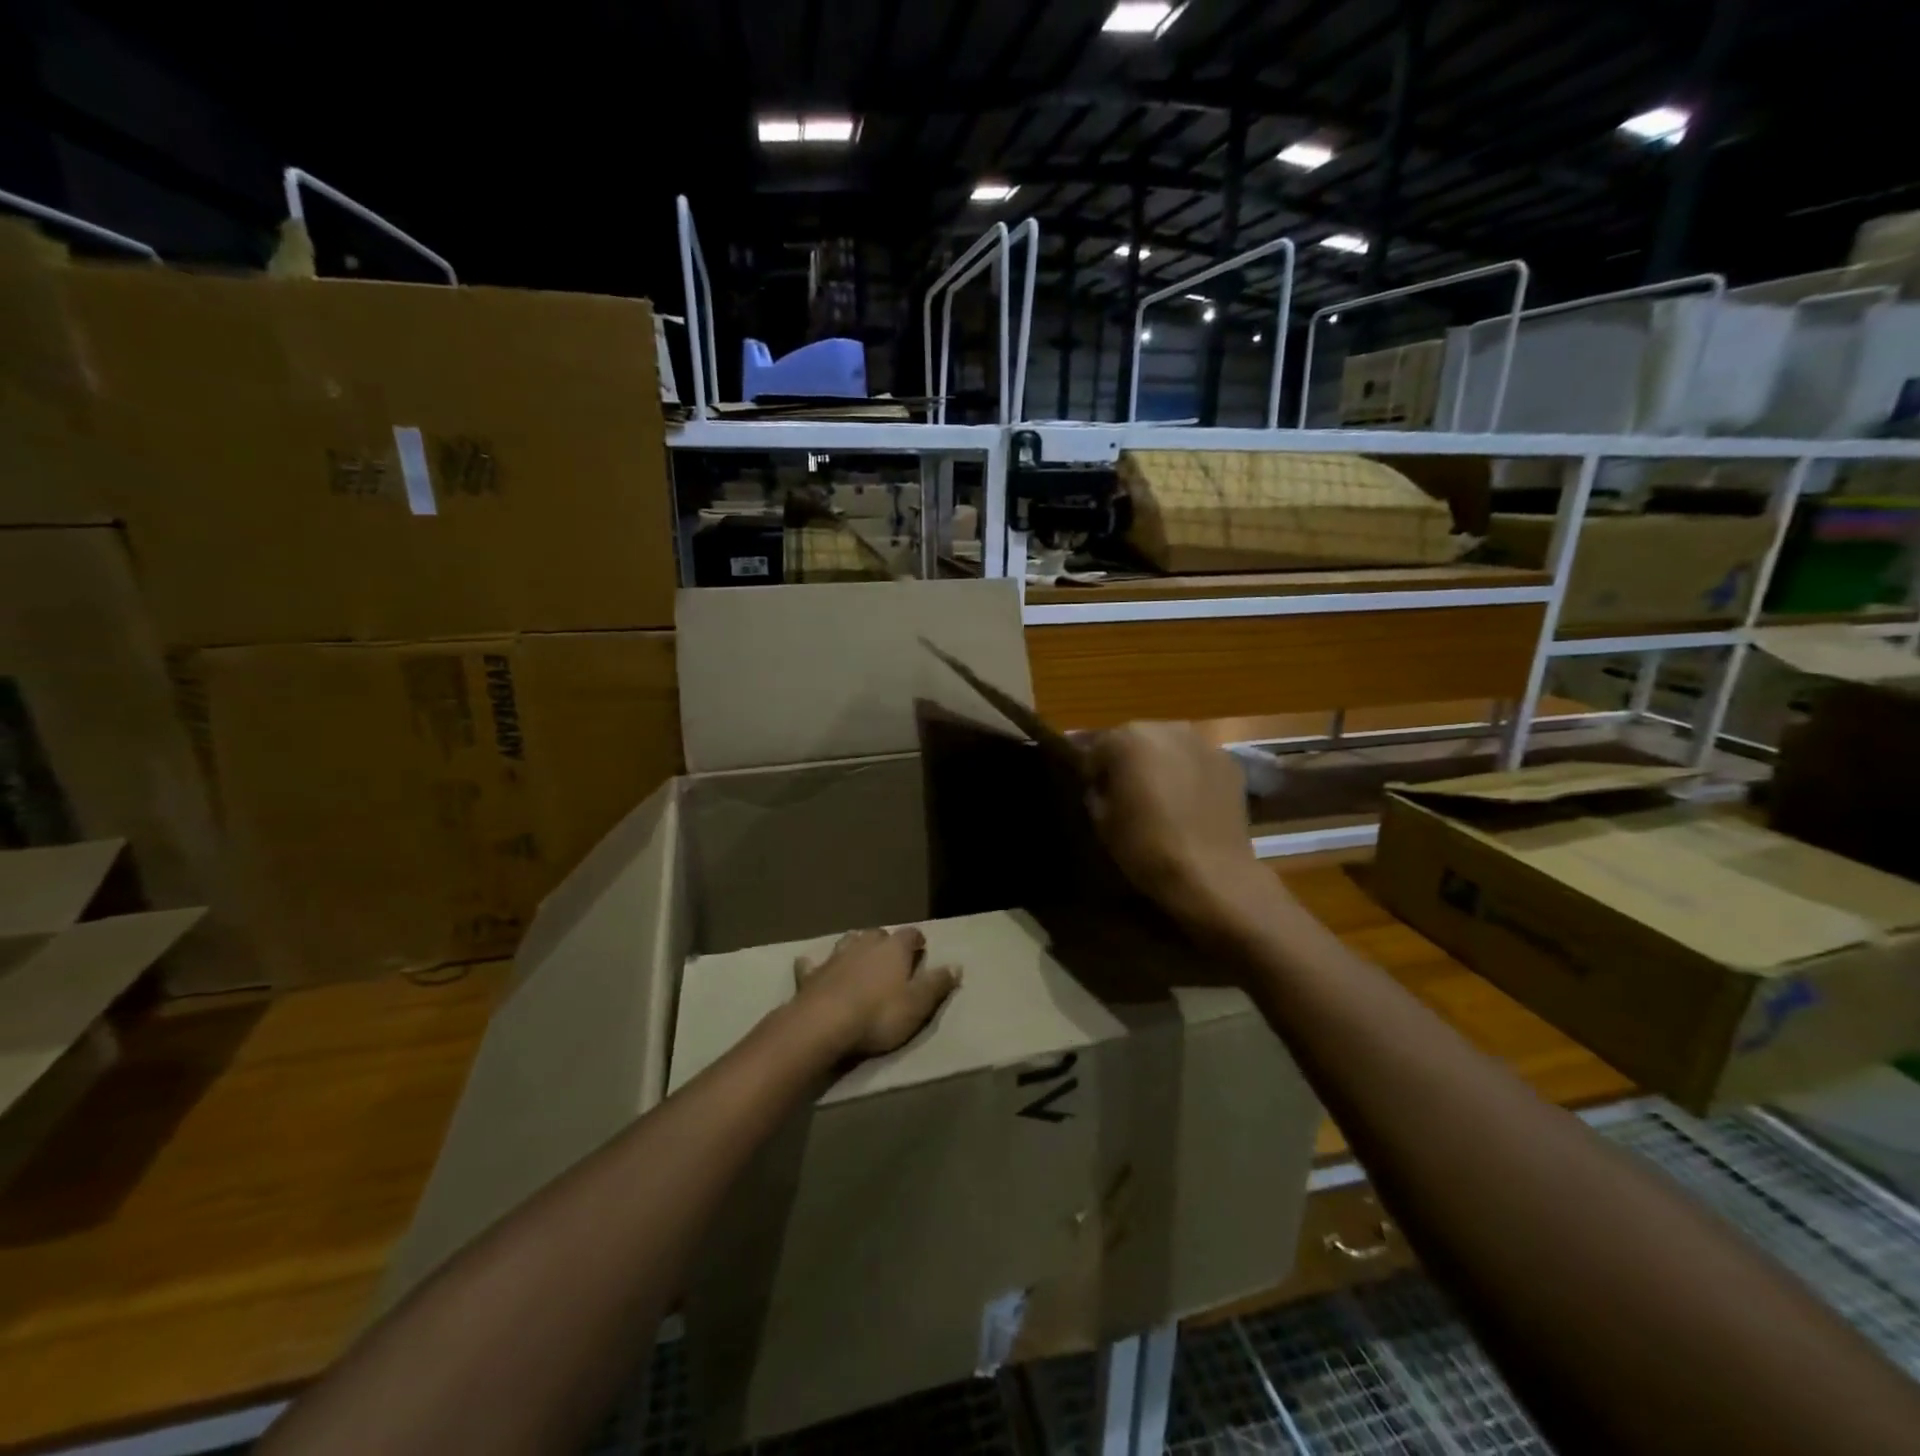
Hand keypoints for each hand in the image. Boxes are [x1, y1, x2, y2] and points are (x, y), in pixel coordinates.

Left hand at [793, 928, 960, 1057]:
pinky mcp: (811, 975)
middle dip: (885, 941)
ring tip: (859, 956)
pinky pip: (812, 964)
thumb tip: (957, 965)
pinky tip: (810, 965)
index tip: (921, 947)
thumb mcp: (918, 1004)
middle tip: (891, 955)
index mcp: (894, 949)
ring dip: (855, 946)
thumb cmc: (879, 1014)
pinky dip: (814, 964)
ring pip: (848, 941)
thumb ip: (937, 984)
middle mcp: (865, 945)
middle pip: (878, 934)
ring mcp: (835, 957)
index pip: (910, 934)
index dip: (916, 940)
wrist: (825, 1024)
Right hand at [1084, 721, 1274, 934]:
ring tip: (1161, 797)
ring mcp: (1202, 743)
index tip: (1096, 796)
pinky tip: (1189, 803)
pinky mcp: (1228, 763)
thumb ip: (1096, 791)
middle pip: (1136, 739)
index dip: (1093, 773)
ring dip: (1160, 764)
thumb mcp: (1101, 821)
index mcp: (1127, 739)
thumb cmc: (1145, 846)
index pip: (1098, 748)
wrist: (1210, 873)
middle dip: (1128, 762)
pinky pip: (1196, 761)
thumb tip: (1101, 785)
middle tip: (1127, 795)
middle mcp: (1166, 729)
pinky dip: (1189, 773)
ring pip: (1169, 747)